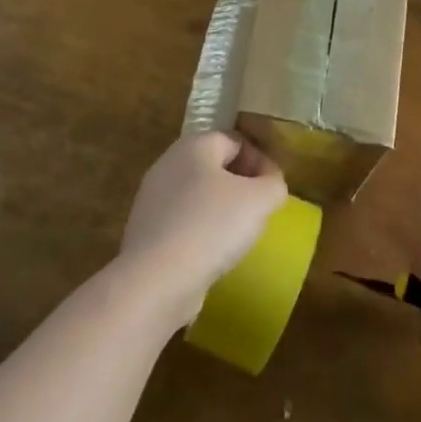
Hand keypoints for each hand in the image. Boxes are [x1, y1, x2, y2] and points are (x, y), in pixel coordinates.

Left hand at [119, 131, 287, 328]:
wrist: (156, 280)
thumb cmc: (211, 227)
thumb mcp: (259, 200)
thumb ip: (273, 184)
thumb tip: (270, 184)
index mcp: (194, 145)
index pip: (236, 141)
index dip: (261, 161)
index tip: (274, 189)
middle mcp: (168, 163)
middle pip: (214, 166)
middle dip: (241, 185)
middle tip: (259, 211)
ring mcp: (152, 197)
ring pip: (198, 195)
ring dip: (221, 209)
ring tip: (239, 235)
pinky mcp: (145, 230)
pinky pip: (182, 221)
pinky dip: (200, 231)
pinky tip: (212, 254)